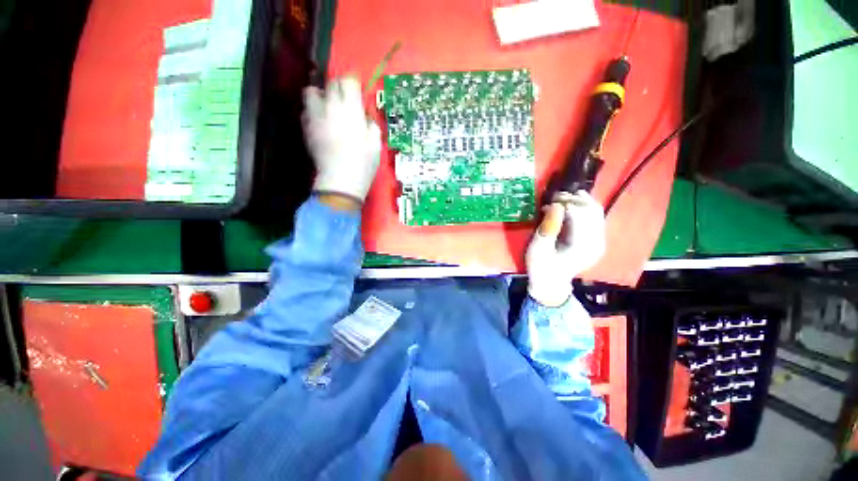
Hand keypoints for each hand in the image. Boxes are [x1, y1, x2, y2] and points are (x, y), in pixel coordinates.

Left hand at [302, 76, 381, 202]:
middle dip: (339, 87)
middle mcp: (332, 107)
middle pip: (331, 83)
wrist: (341, 179)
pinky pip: (306, 111)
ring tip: (327, 106)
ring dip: (320, 95)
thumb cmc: (363, 163)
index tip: (356, 89)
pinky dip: (313, 113)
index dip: (353, 83)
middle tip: (344, 99)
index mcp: (352, 110)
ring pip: (311, 92)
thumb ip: (371, 124)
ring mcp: (316, 116)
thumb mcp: (376, 144)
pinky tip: (320, 123)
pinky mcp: (306, 127)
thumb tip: (364, 116)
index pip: (349, 81)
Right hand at [526, 191, 606, 306]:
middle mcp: (597, 241)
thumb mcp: (538, 249)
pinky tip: (569, 207)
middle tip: (553, 198)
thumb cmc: (541, 267)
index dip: (564, 204)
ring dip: (579, 201)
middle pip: (592, 210)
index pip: (580, 214)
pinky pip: (593, 216)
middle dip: (573, 199)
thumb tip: (555, 206)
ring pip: (595, 211)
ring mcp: (599, 240)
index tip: (548, 202)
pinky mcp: (595, 239)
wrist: (550, 283)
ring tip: (561, 199)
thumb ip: (547, 228)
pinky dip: (582, 208)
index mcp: (583, 246)